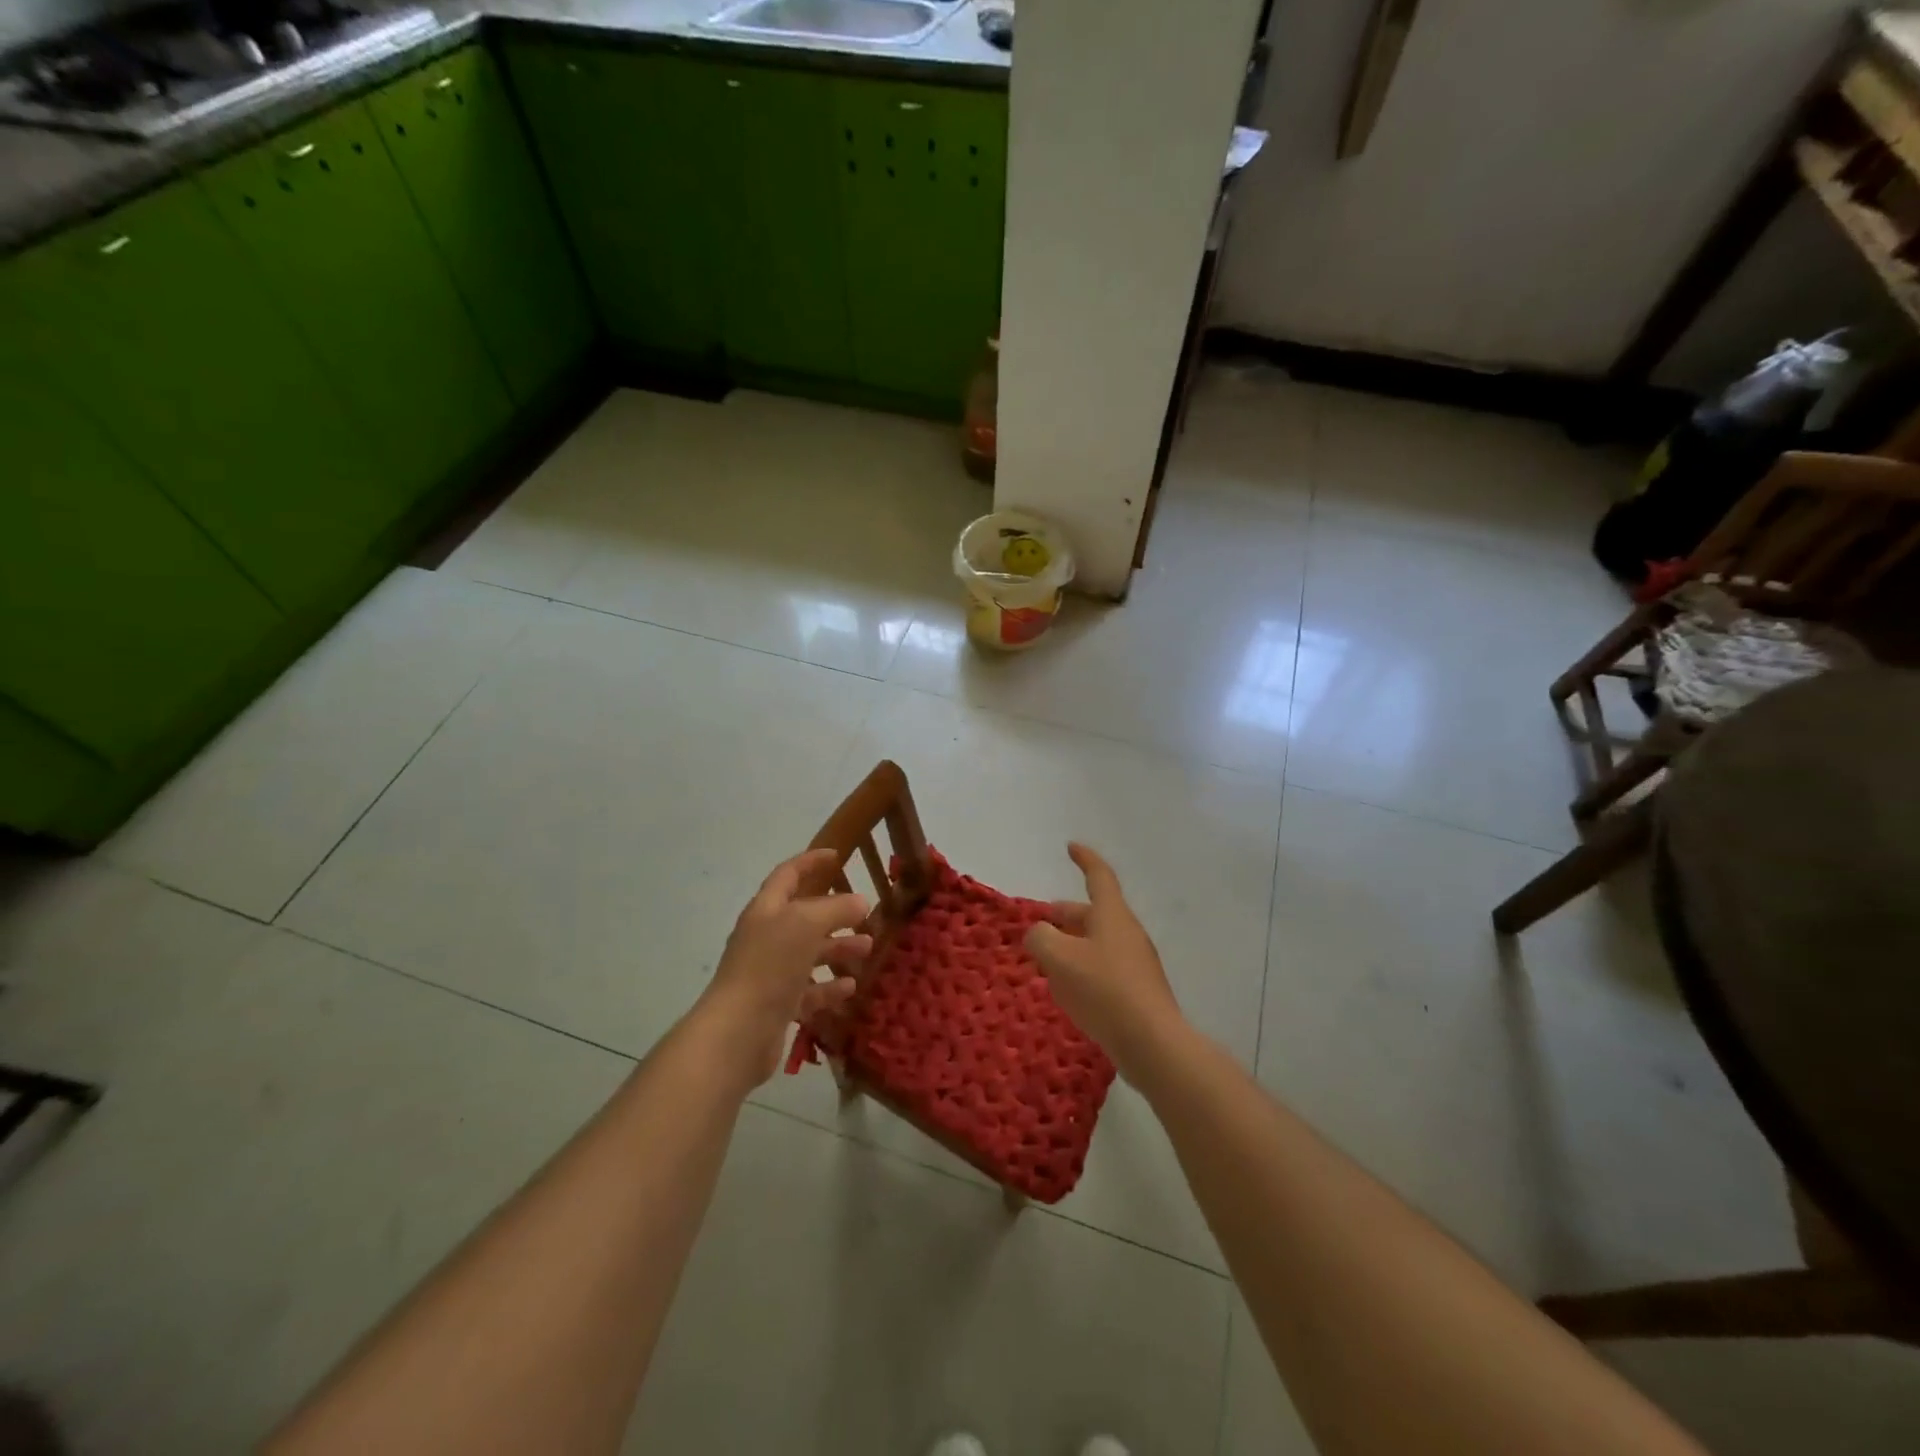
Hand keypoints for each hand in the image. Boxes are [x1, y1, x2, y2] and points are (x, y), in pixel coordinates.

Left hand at [692, 849, 873, 1089]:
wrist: (738, 1031)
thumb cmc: (770, 965)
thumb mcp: (806, 923)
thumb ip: (835, 908)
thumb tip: (859, 902)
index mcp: (766, 909)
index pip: (788, 875)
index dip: (811, 862)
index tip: (837, 855)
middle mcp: (766, 937)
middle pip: (803, 916)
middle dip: (835, 913)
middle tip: (865, 914)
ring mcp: (770, 972)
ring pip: (809, 953)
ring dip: (838, 948)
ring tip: (868, 949)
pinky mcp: (778, 1005)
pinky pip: (809, 990)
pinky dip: (830, 986)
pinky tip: (851, 986)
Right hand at [1025, 843, 1184, 1081]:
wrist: (1152, 1043)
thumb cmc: (1104, 990)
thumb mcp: (1059, 959)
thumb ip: (1040, 938)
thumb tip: (1039, 934)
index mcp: (1112, 915)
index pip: (1099, 876)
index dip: (1084, 859)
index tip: (1071, 846)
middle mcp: (1127, 933)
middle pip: (1094, 913)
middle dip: (1067, 914)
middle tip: (1042, 921)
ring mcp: (1137, 963)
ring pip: (1098, 943)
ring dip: (1073, 944)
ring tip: (1048, 960)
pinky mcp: (1138, 992)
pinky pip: (1105, 969)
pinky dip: (1084, 969)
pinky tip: (1069, 992)